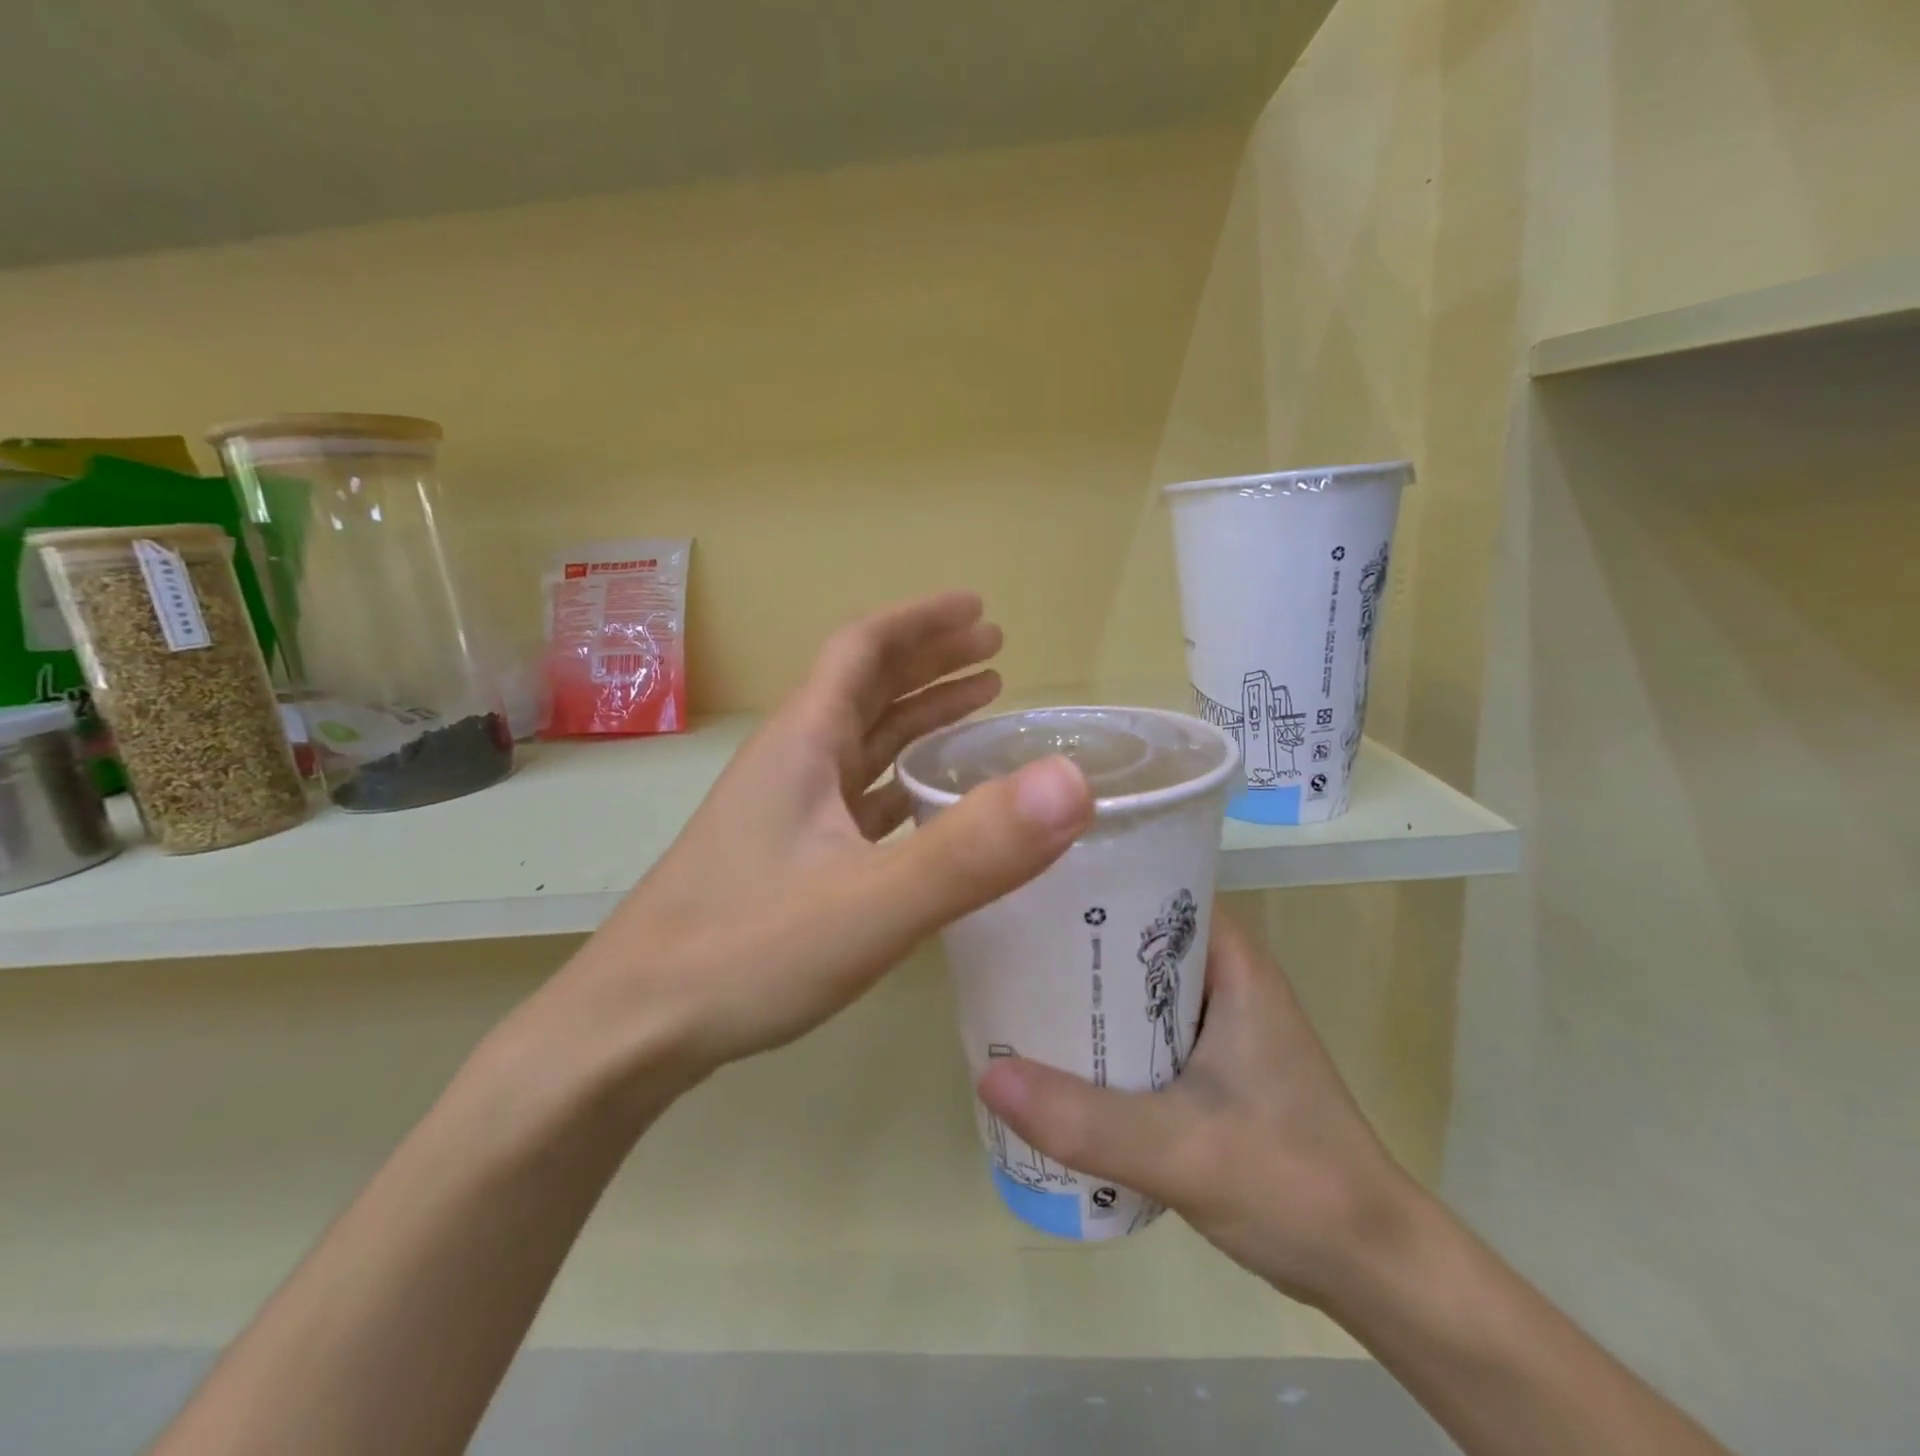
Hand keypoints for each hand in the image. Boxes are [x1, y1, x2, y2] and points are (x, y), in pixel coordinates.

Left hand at [544, 591, 1095, 1095]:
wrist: (632, 1029)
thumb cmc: (744, 952)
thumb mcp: (870, 903)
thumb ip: (972, 849)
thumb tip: (1072, 783)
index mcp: (804, 744)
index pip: (863, 649)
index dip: (920, 621)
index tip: (978, 608)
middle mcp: (791, 764)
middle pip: (863, 686)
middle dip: (929, 659)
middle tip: (994, 649)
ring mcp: (784, 813)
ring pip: (860, 741)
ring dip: (917, 715)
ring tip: (978, 704)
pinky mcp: (785, 858)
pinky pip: (855, 795)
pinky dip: (900, 778)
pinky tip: (927, 799)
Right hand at [977, 910, 1419, 1307]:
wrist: (1372, 1268)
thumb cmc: (1293, 1183)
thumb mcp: (1180, 1149)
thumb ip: (1084, 1118)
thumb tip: (988, 1075)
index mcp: (1233, 964)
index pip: (1155, 888)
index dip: (1094, 882)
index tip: (1028, 886)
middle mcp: (1226, 979)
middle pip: (1138, 936)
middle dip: (1076, 941)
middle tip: (1006, 942)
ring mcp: (1220, 1024)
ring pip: (1138, 986)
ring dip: (1088, 993)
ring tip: (1017, 989)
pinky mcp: (1213, 1066)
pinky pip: (1145, 1029)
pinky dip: (1106, 1034)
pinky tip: (1057, 1054)